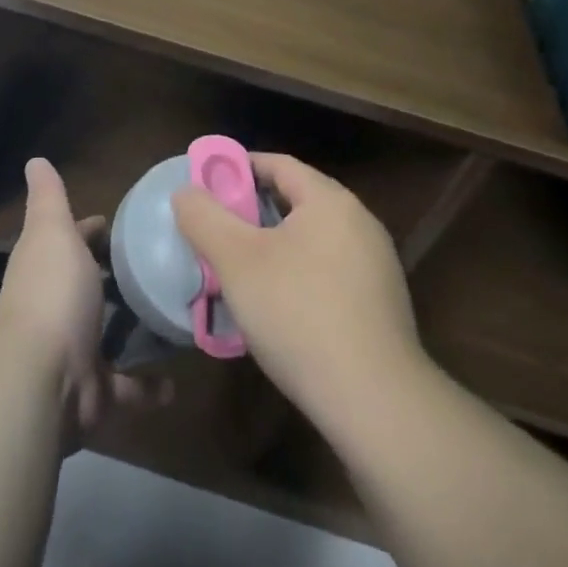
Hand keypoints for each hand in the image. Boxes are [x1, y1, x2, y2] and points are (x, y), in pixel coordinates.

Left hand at [0, 158, 165, 444]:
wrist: (43, 376)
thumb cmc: (52, 292)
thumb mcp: (52, 231)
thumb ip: (48, 198)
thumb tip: (35, 160)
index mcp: (47, 269)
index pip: (70, 241)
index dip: (91, 231)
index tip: (120, 224)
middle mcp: (57, 309)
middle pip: (88, 290)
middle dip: (113, 283)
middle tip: (161, 267)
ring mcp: (75, 354)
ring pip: (106, 339)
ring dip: (131, 333)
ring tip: (176, 315)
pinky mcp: (95, 394)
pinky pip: (127, 390)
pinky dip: (148, 389)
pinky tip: (176, 380)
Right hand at [173, 153, 423, 423]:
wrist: (376, 402)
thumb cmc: (299, 314)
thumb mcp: (236, 261)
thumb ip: (204, 218)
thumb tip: (186, 192)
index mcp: (330, 201)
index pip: (278, 164)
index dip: (237, 168)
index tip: (205, 188)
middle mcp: (360, 223)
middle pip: (296, 201)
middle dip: (251, 212)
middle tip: (215, 233)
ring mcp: (376, 266)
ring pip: (311, 241)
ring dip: (273, 248)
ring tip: (239, 273)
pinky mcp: (381, 305)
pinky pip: (328, 273)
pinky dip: (297, 276)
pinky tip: (277, 309)